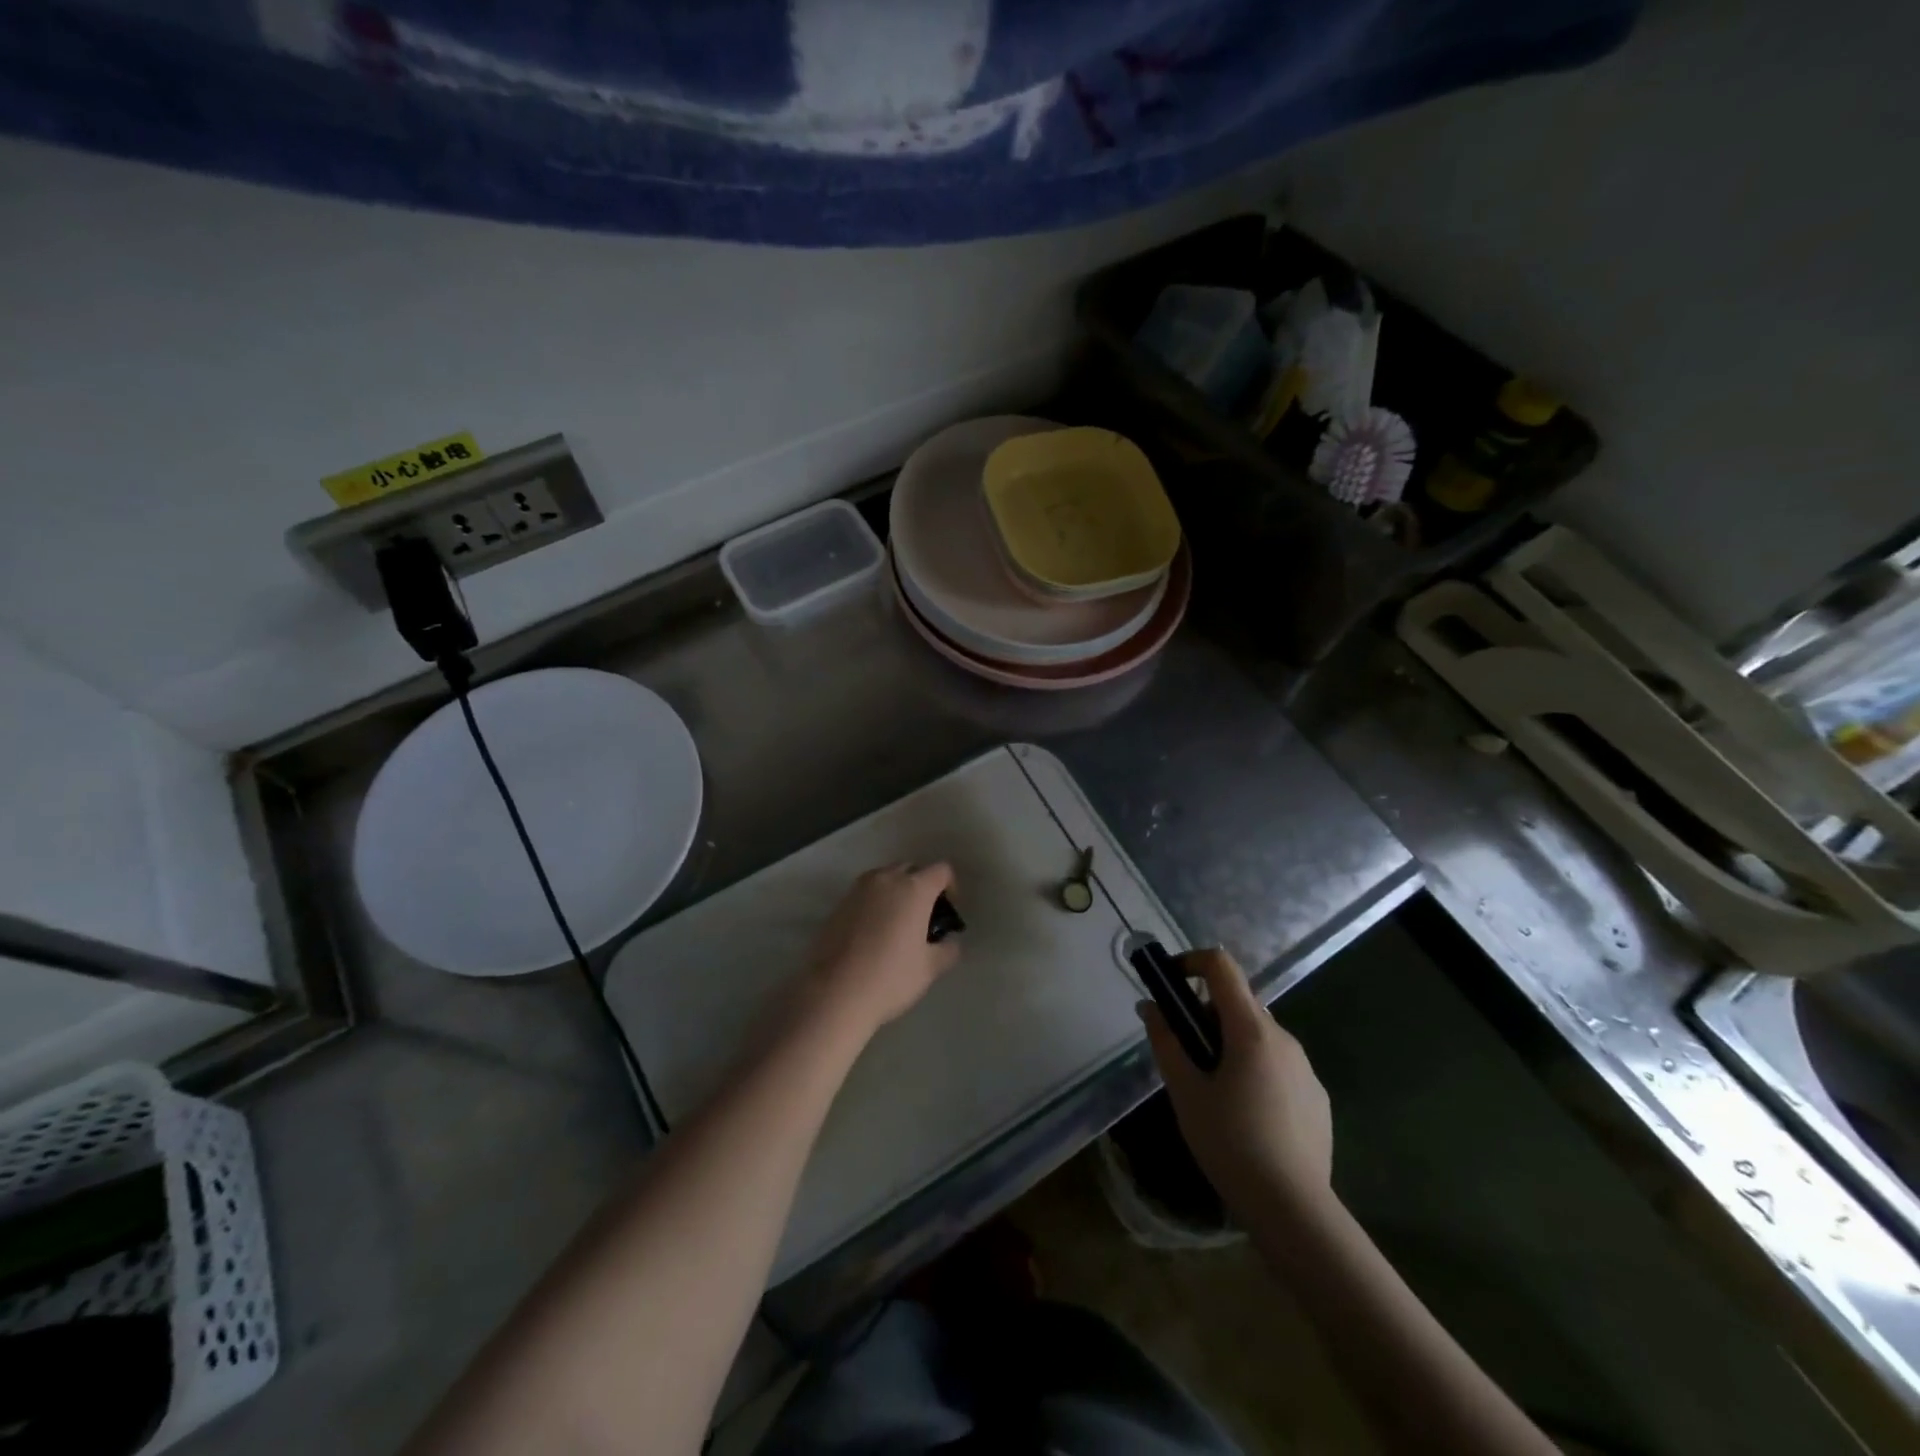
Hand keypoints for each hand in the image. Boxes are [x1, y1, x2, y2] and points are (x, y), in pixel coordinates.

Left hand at [798, 862, 961, 1041]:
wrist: (835, 992)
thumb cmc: (890, 977)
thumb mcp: (930, 968)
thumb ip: (948, 949)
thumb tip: (949, 941)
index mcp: (914, 888)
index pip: (942, 870)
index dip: (951, 887)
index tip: (948, 912)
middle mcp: (887, 879)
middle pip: (912, 869)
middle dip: (923, 886)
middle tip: (925, 916)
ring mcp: (859, 889)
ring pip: (887, 878)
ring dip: (898, 891)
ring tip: (899, 923)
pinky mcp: (839, 902)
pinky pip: (866, 893)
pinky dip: (876, 902)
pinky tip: (875, 932)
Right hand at [1140, 948, 1332, 1216]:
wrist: (1294, 1209)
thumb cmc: (1230, 1143)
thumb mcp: (1185, 1092)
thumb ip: (1166, 1042)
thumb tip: (1150, 1007)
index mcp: (1251, 1030)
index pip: (1222, 966)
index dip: (1192, 962)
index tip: (1170, 984)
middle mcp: (1283, 1038)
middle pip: (1239, 1002)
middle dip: (1206, 1014)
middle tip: (1184, 1052)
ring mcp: (1305, 1067)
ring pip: (1259, 1035)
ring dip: (1231, 1043)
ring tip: (1212, 1088)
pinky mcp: (1317, 1096)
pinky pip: (1279, 1064)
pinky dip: (1255, 1069)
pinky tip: (1246, 1114)